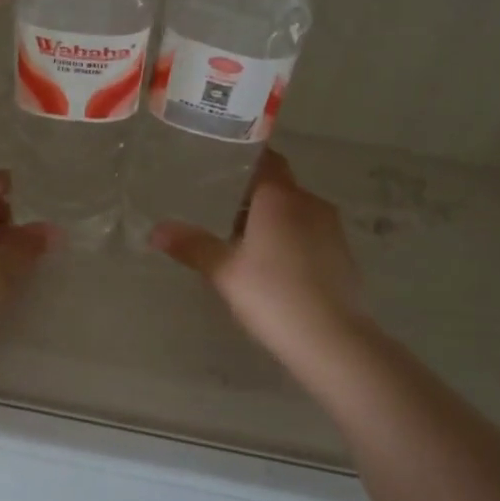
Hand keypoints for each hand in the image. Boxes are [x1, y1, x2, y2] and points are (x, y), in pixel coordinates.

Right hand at [149, 151, 367, 365]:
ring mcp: (332, 229)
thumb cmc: (273, 295)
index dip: (244, 160)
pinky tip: (272, 265)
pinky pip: (310, 234)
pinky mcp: (343, 255)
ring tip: (242, 240)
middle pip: (279, 186)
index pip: (266, 160)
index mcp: (280, 197)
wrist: (332, 340)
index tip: (220, 166)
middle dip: (253, 195)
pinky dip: (291, 239)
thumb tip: (156, 230)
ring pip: (296, 211)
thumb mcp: (224, 271)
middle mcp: (310, 203)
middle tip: (219, 209)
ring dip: (273, 219)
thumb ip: (191, 245)